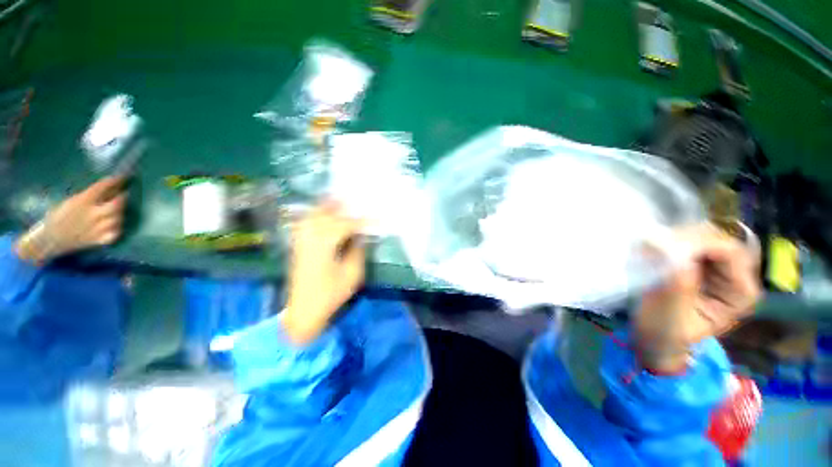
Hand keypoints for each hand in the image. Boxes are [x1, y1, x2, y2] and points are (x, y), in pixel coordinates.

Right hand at [15, 177, 126, 263]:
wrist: (49, 239)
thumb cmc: (59, 216)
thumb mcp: (71, 200)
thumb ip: (90, 195)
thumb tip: (110, 187)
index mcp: (82, 201)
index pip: (102, 187)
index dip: (115, 181)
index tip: (123, 176)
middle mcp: (92, 215)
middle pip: (116, 204)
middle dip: (122, 197)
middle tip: (124, 193)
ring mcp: (97, 229)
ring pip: (118, 218)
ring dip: (120, 212)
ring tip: (117, 209)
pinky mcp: (99, 241)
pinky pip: (115, 233)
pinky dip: (118, 228)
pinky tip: (115, 224)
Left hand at [281, 200, 365, 344]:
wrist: (303, 311)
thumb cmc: (331, 294)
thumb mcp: (352, 274)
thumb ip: (358, 251)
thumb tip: (361, 235)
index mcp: (325, 245)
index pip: (346, 225)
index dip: (362, 221)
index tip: (376, 218)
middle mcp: (310, 238)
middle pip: (326, 215)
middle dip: (340, 206)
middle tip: (353, 198)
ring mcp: (301, 241)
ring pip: (313, 217)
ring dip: (325, 207)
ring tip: (337, 198)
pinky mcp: (298, 247)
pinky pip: (305, 224)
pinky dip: (313, 215)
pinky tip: (320, 213)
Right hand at [634, 224, 760, 371]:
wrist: (656, 339)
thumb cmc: (664, 333)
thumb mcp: (671, 313)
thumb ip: (678, 283)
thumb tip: (676, 251)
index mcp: (740, 292)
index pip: (729, 251)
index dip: (697, 244)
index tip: (661, 248)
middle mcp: (737, 275)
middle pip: (717, 238)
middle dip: (683, 239)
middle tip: (650, 248)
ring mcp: (719, 268)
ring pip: (702, 235)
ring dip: (673, 239)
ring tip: (648, 252)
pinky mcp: (700, 263)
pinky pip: (688, 241)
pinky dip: (669, 242)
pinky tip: (653, 253)